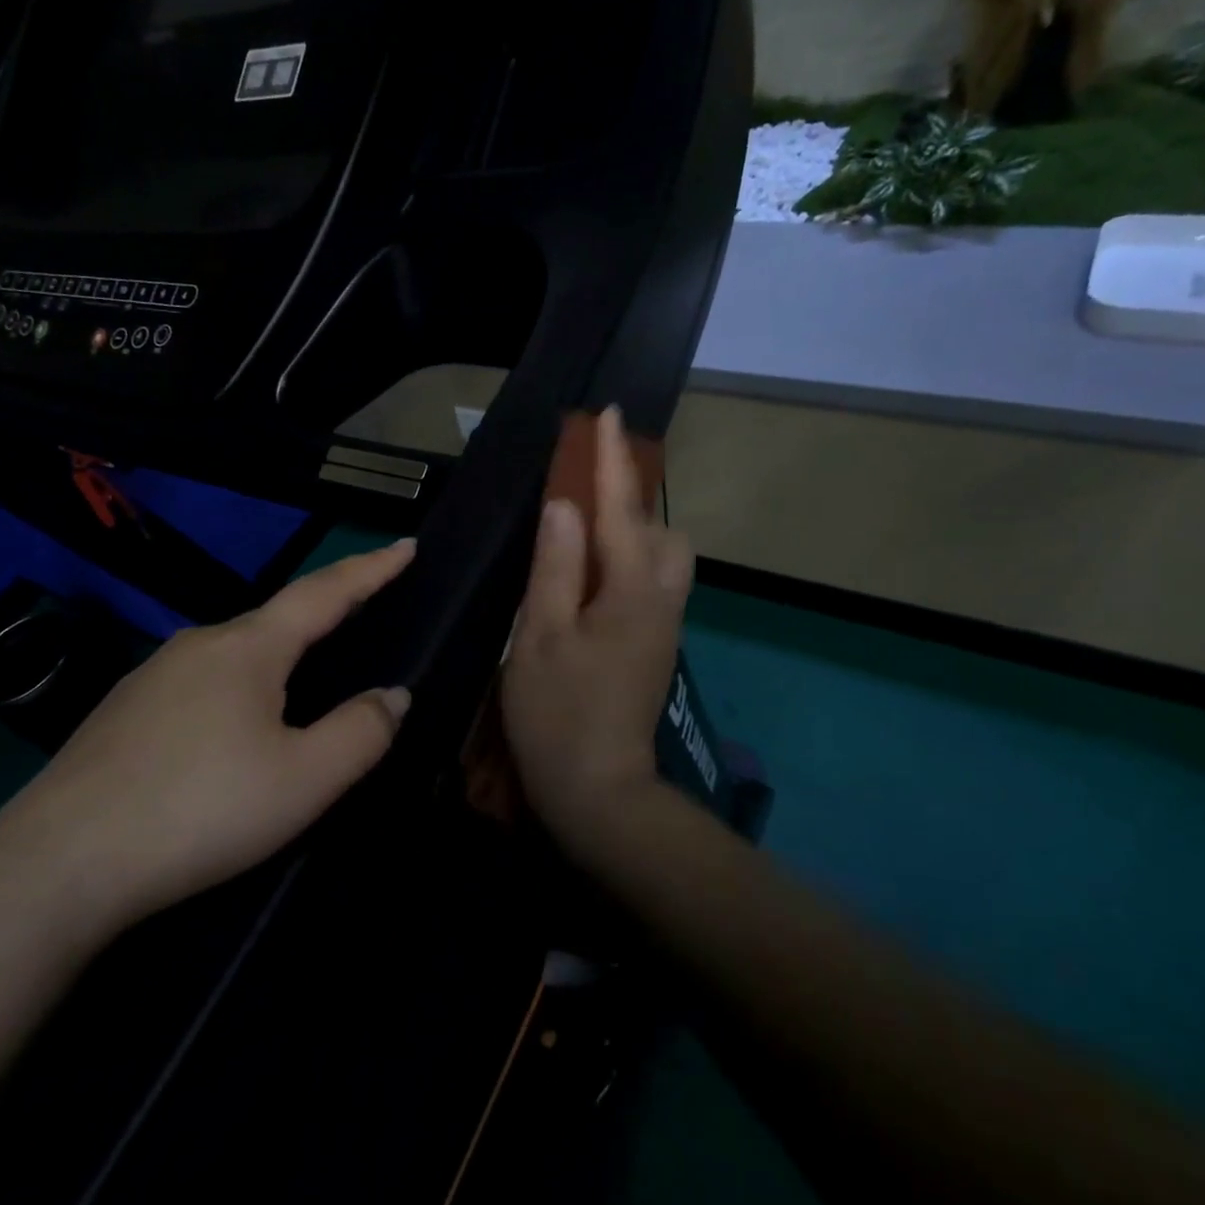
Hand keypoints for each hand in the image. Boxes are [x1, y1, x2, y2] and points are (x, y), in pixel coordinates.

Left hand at [0, 541, 415, 940]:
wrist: (59, 863)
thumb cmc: (201, 810)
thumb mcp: (304, 780)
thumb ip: (360, 732)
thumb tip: (392, 695)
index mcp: (248, 648)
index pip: (324, 593)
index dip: (371, 569)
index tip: (406, 545)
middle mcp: (198, 644)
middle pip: (276, 621)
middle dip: (323, 617)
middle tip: (360, 620)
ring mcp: (152, 675)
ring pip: (233, 655)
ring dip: (276, 661)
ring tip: (298, 691)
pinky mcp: (122, 711)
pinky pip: (199, 684)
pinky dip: (235, 691)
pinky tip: (228, 733)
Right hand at [501, 406, 694, 849]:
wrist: (598, 790)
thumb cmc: (558, 713)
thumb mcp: (541, 636)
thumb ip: (556, 565)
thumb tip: (564, 504)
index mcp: (632, 592)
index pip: (623, 509)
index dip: (611, 460)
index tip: (607, 414)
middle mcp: (660, 600)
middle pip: (661, 529)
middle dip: (632, 496)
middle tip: (585, 487)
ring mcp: (663, 625)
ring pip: (662, 556)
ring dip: (632, 528)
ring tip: (585, 527)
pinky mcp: (655, 644)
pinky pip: (652, 580)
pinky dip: (629, 557)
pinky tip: (593, 572)